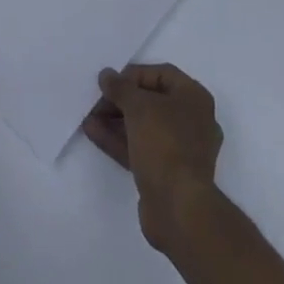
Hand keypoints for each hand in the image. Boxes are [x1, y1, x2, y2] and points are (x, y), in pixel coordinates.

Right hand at [83, 63, 223, 252]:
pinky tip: (93, 133)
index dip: (134, 75)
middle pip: (152, 101)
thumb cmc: (165, 144)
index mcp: (194, 98)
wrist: (179, 209)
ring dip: (116, 121)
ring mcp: (180, 150)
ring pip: (144, 127)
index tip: (110, 81)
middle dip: (122, 100)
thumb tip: (107, 75)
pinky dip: (119, 140)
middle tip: (96, 101)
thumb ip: (120, 88)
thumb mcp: (139, 107)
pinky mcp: (167, 174)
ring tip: (89, 117)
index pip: (161, 74)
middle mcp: (192, 120)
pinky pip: (141, 148)